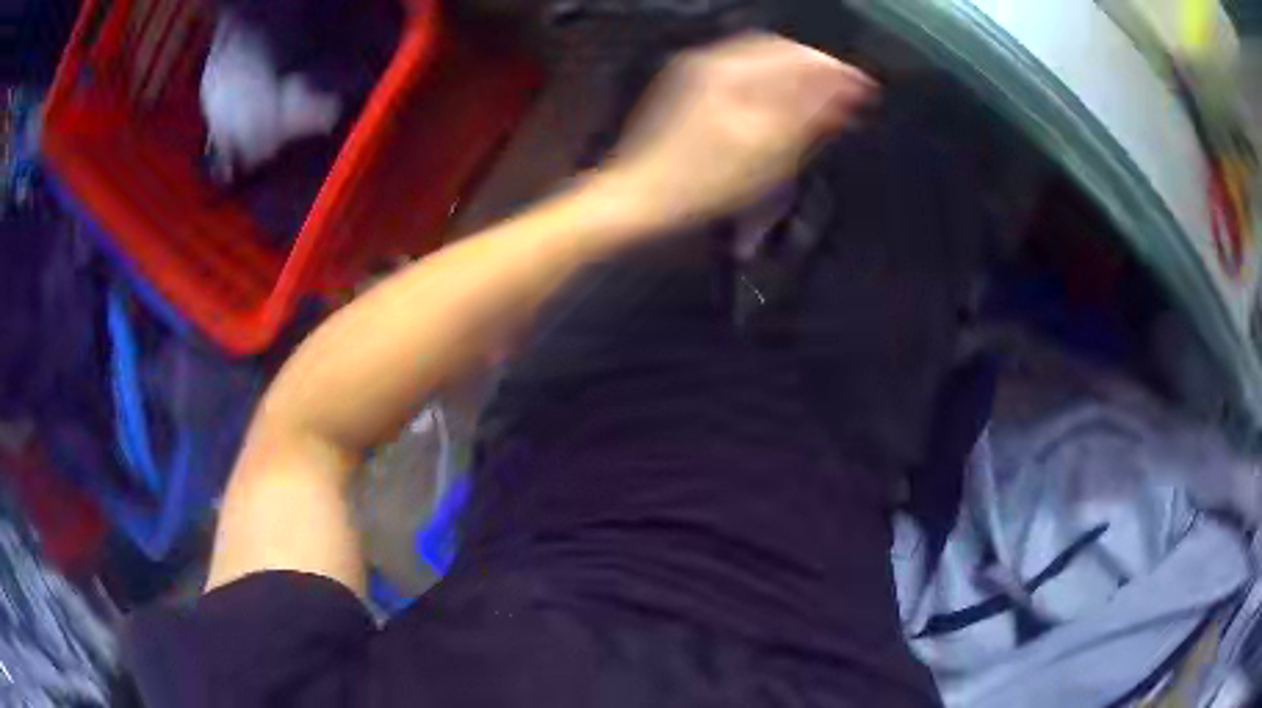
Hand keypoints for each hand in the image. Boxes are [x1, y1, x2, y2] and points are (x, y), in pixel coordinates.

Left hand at [602, 33, 876, 229]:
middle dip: (817, 69)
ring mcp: (697, 72)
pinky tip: (786, 102)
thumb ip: (808, 115)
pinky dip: (773, 82)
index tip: (866, 87)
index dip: (836, 71)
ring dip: (796, 74)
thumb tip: (846, 90)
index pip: (797, 56)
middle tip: (849, 94)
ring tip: (824, 99)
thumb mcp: (766, 152)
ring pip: (761, 60)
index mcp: (732, 71)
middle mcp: (712, 60)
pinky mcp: (690, 88)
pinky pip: (743, 72)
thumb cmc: (703, 182)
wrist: (639, 197)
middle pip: (779, 51)